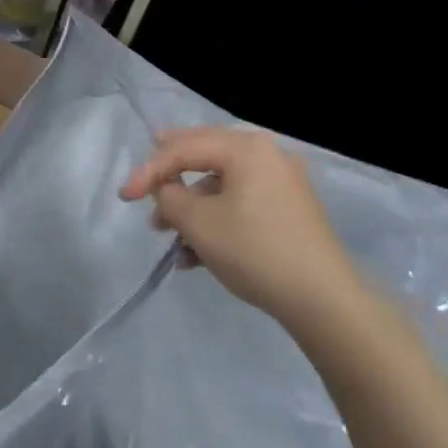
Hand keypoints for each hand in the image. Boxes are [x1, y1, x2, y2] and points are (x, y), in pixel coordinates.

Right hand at [120, 127, 356, 327]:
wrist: (324, 300)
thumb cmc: (255, 250)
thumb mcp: (199, 223)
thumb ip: (170, 197)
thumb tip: (165, 189)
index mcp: (246, 147)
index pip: (184, 148)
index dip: (149, 170)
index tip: (124, 196)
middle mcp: (267, 154)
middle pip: (205, 158)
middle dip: (171, 180)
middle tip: (143, 186)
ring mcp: (282, 183)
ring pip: (222, 186)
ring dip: (192, 209)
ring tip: (169, 240)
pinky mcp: (290, 211)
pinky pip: (241, 204)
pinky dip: (216, 222)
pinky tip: (196, 257)